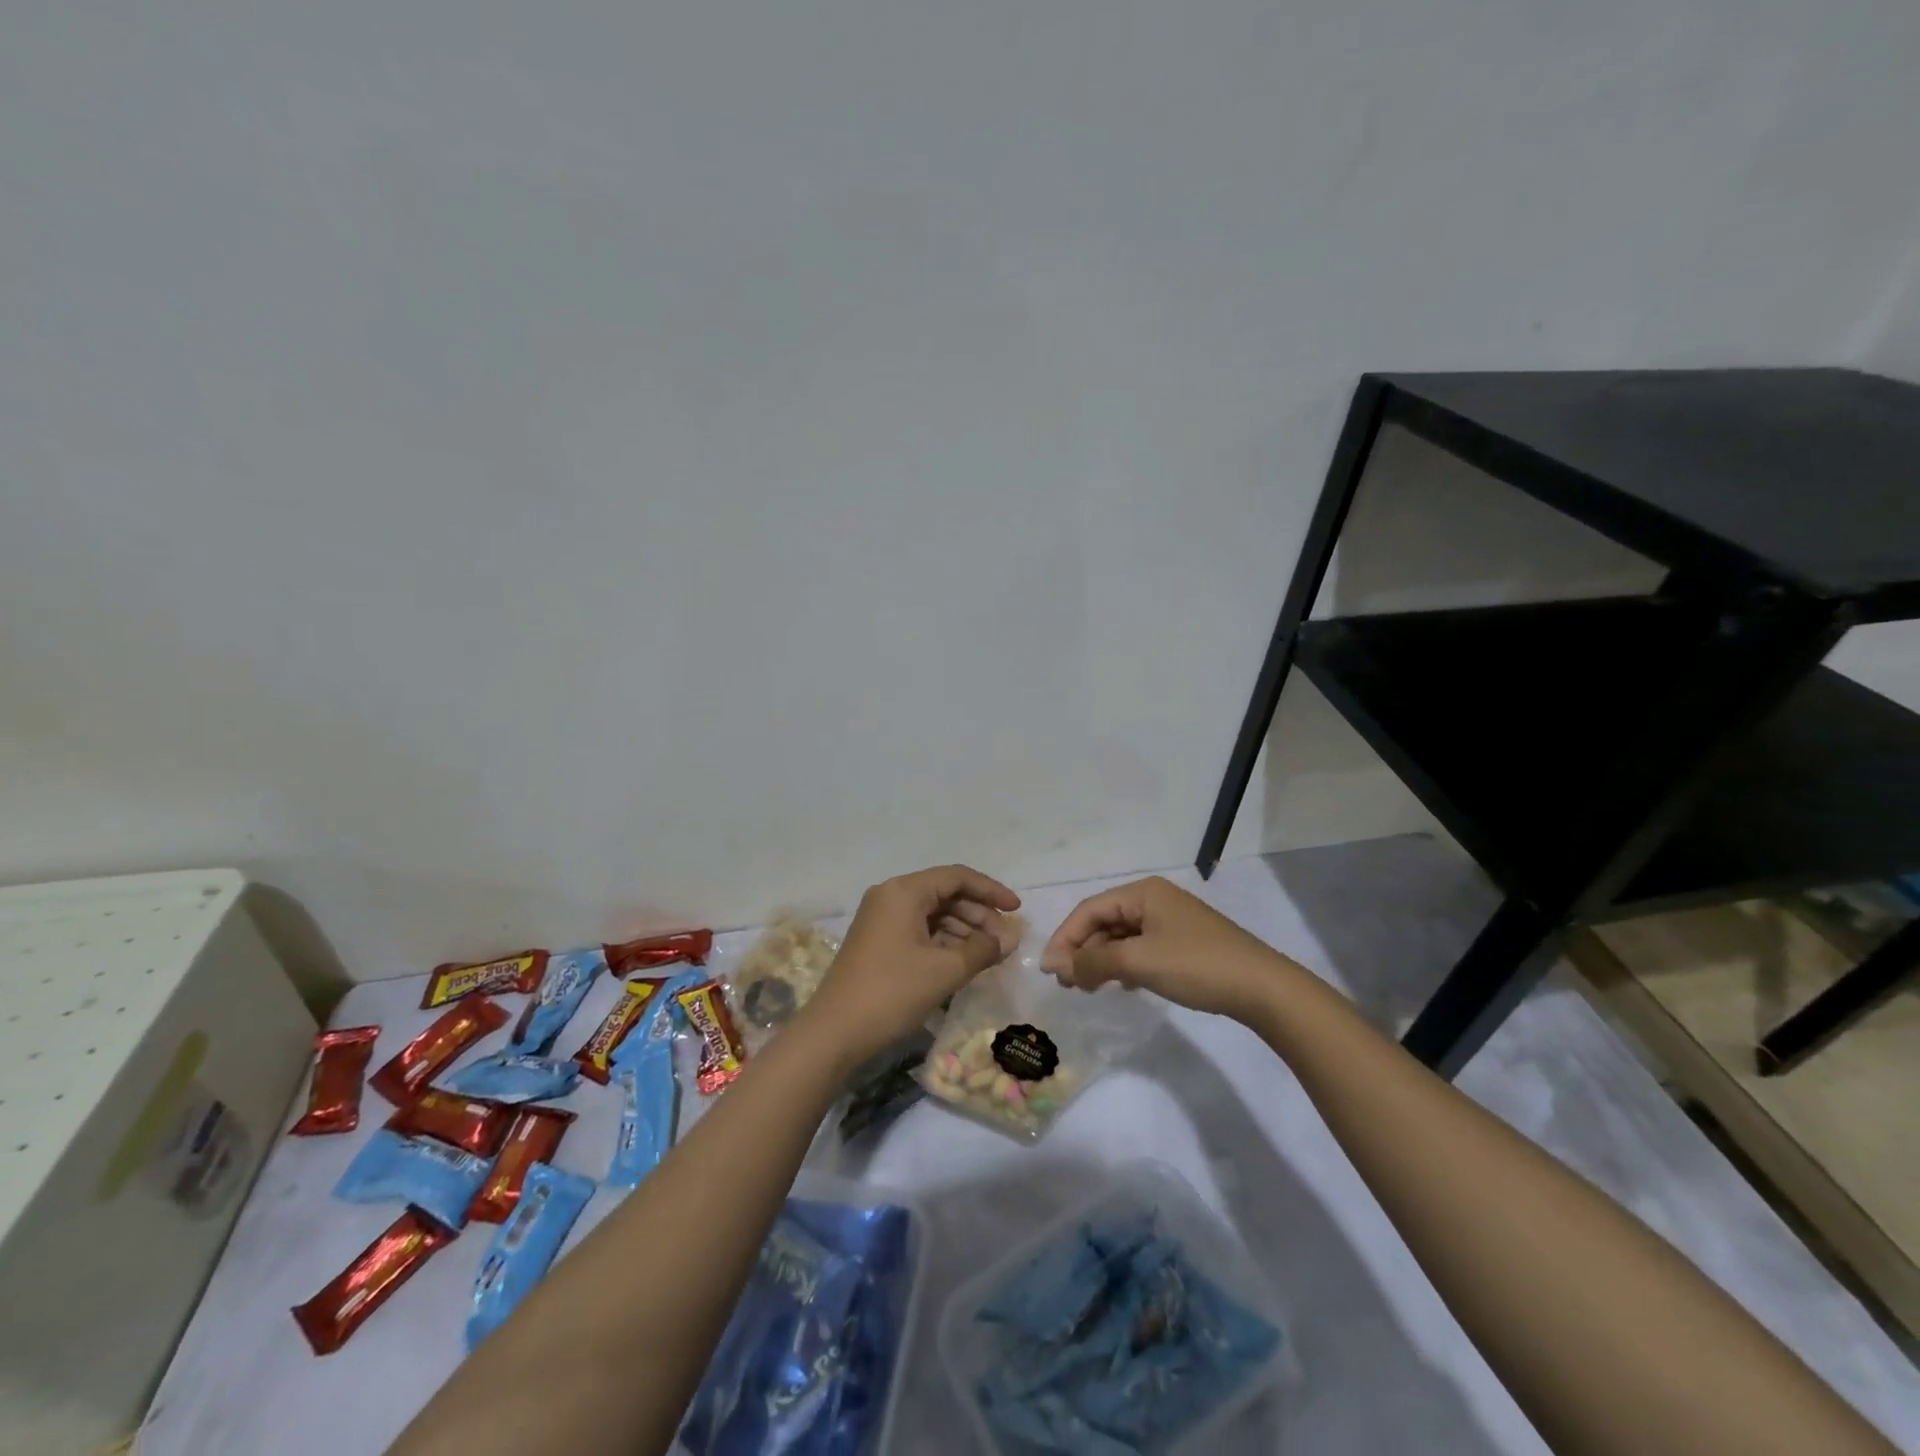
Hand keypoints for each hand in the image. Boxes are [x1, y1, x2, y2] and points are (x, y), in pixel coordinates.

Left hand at [798, 865, 1021, 1069]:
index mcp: (904, 891)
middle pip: (945, 894)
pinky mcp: (878, 942)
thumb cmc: (892, 993)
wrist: (834, 1033)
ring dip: (963, 930)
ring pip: (933, 914)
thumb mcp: (945, 970)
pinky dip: (944, 942)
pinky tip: (963, 961)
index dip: (991, 890)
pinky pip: (919, 930)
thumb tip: (1009, 939)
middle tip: (1005, 942)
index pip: (957, 877)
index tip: (1017, 910)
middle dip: (979, 915)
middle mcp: (890, 896)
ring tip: (989, 955)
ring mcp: (880, 919)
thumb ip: (982, 949)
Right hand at [1041, 876, 1284, 1022]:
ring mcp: (1170, 920)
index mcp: (1142, 892)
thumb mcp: (1138, 962)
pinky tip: (1121, 985)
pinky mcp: (1182, 942)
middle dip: (1082, 950)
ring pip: (1121, 936)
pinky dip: (1123, 964)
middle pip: (1104, 921)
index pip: (1089, 910)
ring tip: (1087, 988)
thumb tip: (1054, 965)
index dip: (1065, 938)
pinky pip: (1140, 947)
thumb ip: (1093, 962)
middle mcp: (1153, 899)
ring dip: (1100, 960)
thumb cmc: (1196, 965)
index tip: (1050, 971)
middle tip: (1067, 984)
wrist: (1262, 988)